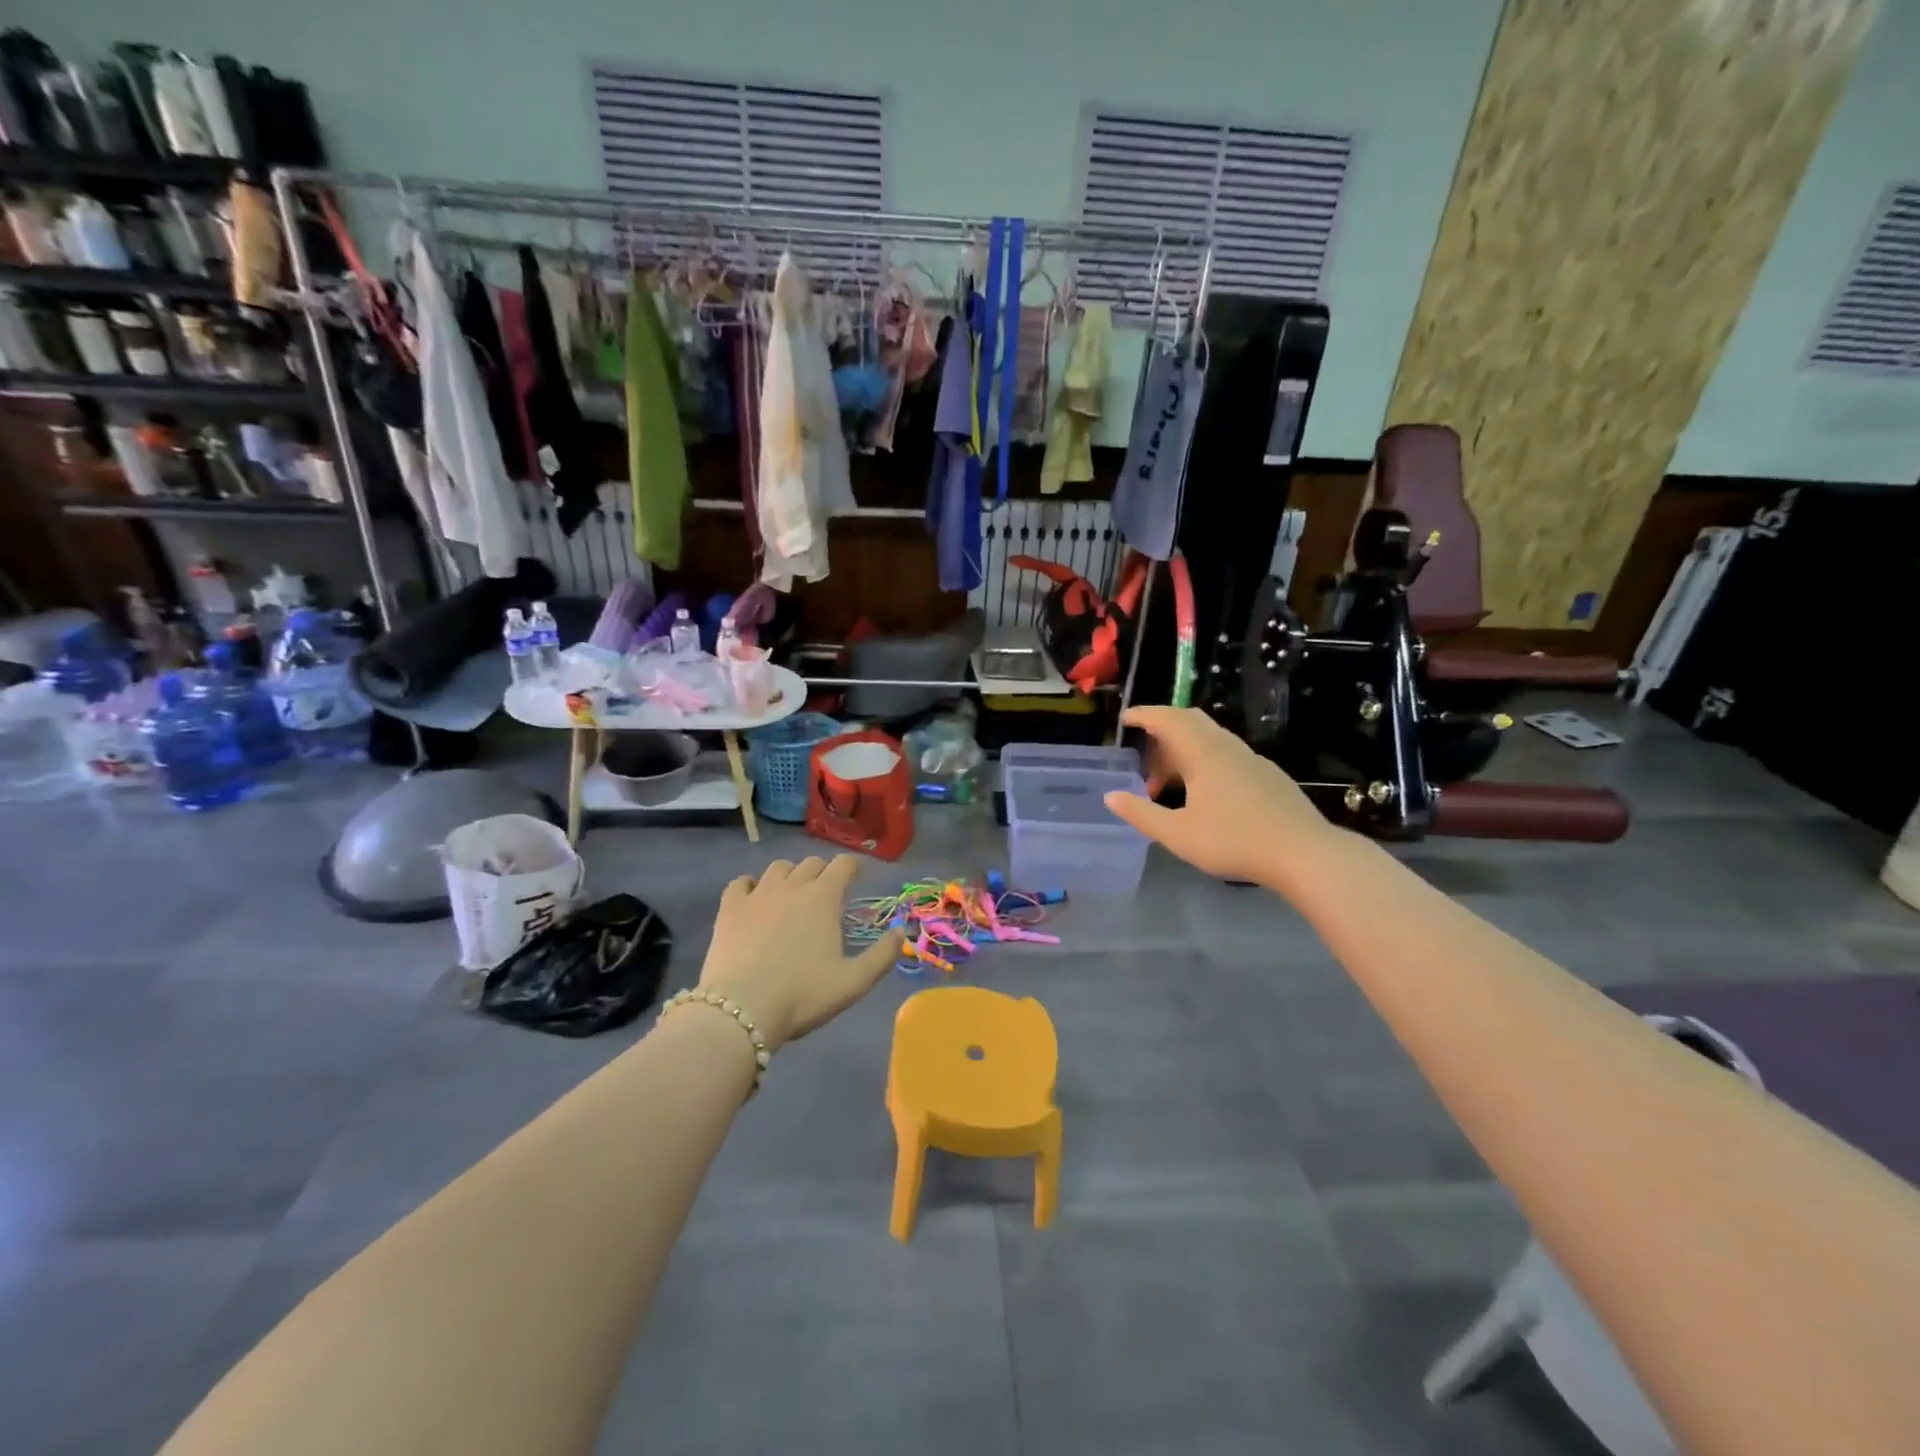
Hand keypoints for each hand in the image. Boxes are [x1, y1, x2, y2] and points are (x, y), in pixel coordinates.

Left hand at [698, 855, 903, 1050]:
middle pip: (811, 863)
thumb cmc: (803, 995)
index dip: (853, 866)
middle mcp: (792, 886)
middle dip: (823, 872)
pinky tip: (753, 899)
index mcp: (823, 898)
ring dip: (790, 875)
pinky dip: (750, 885)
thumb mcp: (854, 982)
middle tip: (826, 892)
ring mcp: (757, 894)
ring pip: (778, 868)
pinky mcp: (729, 908)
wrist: (741, 1010)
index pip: (843, 864)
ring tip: (792, 894)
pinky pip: (740, 882)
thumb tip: (900, 932)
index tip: (857, 876)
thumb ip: (882, 956)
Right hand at [1104, 706, 1340, 885]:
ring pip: (1210, 740)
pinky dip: (1204, 762)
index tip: (1125, 720)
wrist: (1304, 853)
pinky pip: (1226, 755)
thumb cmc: (1234, 840)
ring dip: (1183, 751)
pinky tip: (1204, 794)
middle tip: (1144, 754)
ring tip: (1167, 784)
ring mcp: (1252, 760)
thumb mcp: (1177, 834)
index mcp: (1203, 753)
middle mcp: (1227, 747)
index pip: (1167, 719)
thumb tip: (1111, 796)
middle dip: (1162, 730)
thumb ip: (1141, 814)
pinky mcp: (1268, 776)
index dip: (1144, 715)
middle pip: (1190, 722)